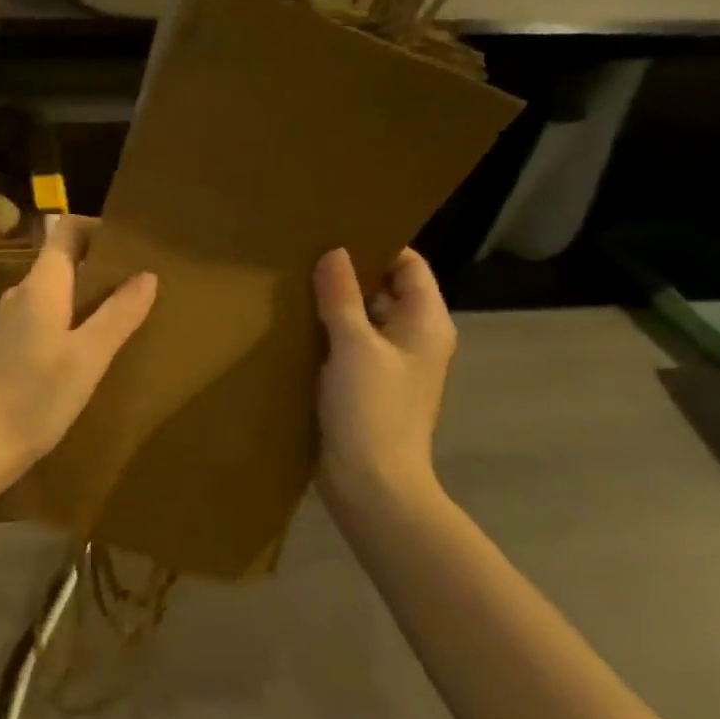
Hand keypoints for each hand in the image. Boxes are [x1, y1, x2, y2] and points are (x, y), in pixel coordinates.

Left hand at [0, 216, 156, 486]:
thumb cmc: (36, 396)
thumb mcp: (88, 356)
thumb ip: (119, 313)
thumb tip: (147, 274)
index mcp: (40, 285)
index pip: (67, 231)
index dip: (98, 228)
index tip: (132, 242)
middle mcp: (21, 293)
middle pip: (63, 260)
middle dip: (101, 265)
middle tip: (141, 281)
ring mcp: (10, 320)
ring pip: (55, 292)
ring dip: (87, 295)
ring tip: (124, 313)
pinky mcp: (7, 346)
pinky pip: (45, 316)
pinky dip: (71, 319)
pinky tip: (91, 347)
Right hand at [313, 247, 453, 513]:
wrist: (372, 486)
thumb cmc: (372, 410)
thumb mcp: (354, 346)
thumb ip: (342, 296)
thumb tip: (334, 252)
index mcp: (426, 323)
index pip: (409, 265)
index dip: (377, 245)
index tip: (334, 232)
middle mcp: (414, 339)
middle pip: (385, 290)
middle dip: (348, 273)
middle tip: (304, 254)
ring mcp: (391, 365)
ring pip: (364, 319)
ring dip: (334, 305)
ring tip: (292, 283)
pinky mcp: (367, 387)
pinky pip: (349, 346)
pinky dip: (328, 334)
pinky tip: (294, 325)